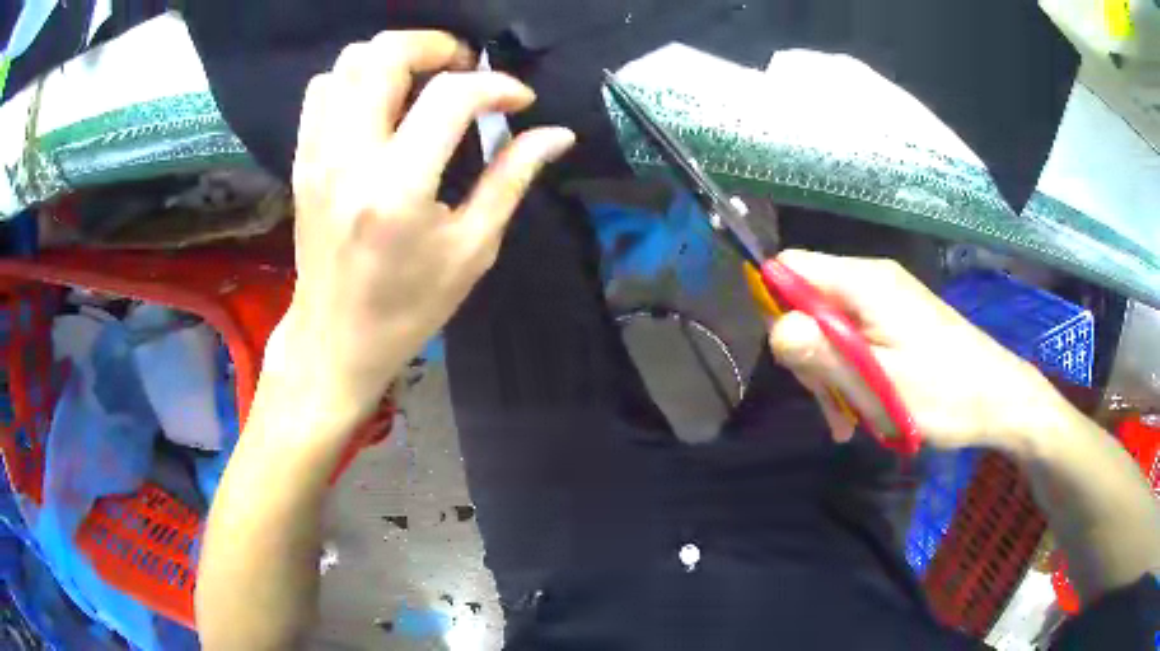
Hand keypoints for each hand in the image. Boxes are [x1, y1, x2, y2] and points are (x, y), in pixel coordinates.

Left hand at [265, 31, 575, 424]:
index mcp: (399, 189)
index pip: (451, 97)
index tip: (518, 99)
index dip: (496, 85)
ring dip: (395, 58)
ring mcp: (318, 155)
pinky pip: (322, 89)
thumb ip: (512, 180)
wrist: (334, 339)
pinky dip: (356, 79)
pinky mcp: (302, 159)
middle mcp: (350, 158)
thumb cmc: (407, 308)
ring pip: (348, 63)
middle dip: (436, 46)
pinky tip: (381, 104)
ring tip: (424, 82)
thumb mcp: (471, 250)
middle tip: (464, 70)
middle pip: (385, 55)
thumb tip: (556, 135)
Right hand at [768, 250, 1058, 452]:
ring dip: (831, 371)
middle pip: (809, 300)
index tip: (791, 357)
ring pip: (831, 326)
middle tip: (830, 403)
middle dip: (808, 352)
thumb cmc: (945, 393)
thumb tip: (774, 328)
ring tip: (848, 419)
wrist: (999, 398)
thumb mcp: (881, 383)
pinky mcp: (897, 319)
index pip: (791, 266)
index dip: (775, 304)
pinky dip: (851, 372)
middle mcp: (872, 279)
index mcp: (865, 283)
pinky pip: (856, 338)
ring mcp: (886, 299)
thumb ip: (826, 353)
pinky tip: (862, 411)